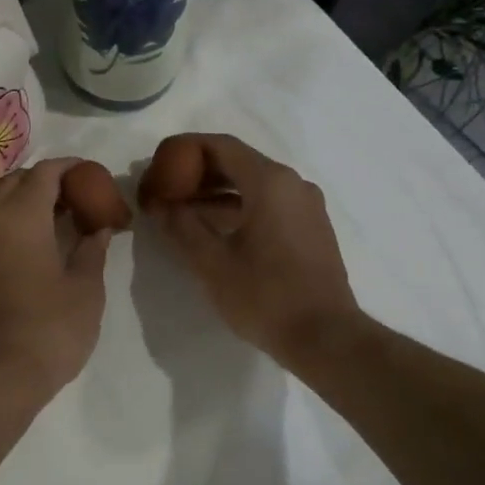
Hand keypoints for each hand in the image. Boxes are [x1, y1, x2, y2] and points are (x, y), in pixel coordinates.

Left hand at [0, 158, 123, 403]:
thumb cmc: (50, 328)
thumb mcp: (86, 288)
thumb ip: (93, 250)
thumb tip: (99, 228)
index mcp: (21, 217)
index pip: (44, 172)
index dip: (71, 167)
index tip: (94, 176)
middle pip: (16, 181)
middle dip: (47, 180)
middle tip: (79, 197)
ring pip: (0, 203)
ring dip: (29, 200)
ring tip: (64, 220)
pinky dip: (16, 221)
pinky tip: (42, 245)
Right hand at [138, 134, 360, 363]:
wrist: (326, 338)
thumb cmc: (265, 296)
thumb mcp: (212, 263)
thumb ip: (181, 226)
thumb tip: (161, 205)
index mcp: (270, 182)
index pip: (221, 146)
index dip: (185, 149)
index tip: (158, 163)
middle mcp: (293, 184)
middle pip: (238, 162)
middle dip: (198, 173)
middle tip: (165, 189)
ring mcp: (306, 206)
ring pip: (254, 185)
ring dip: (217, 193)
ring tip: (181, 212)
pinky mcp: (311, 228)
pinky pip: (269, 204)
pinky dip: (239, 207)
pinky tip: (214, 229)